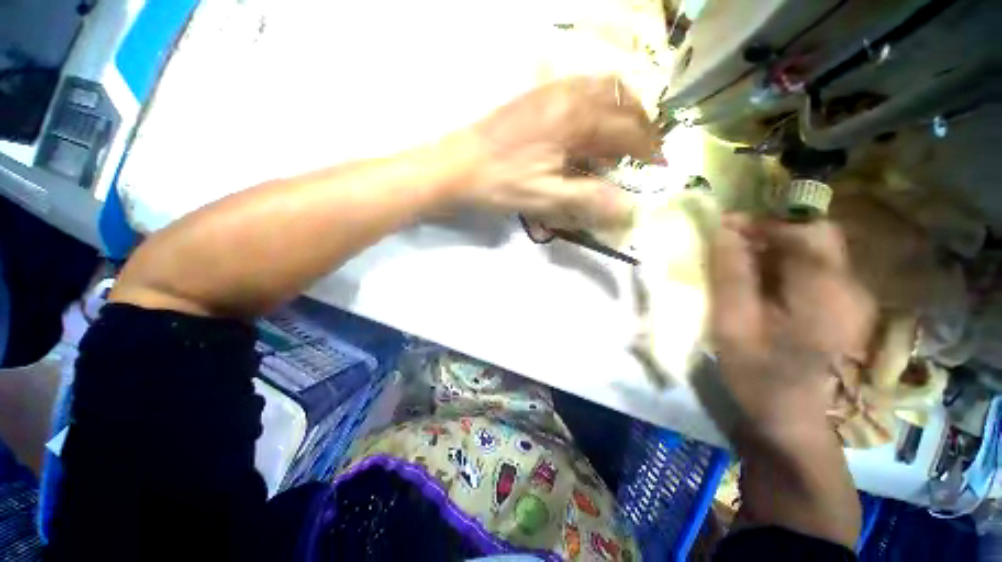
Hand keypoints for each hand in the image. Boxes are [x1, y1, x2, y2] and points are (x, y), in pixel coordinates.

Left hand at [447, 76, 659, 228]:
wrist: (455, 166)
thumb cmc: (499, 183)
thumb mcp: (545, 197)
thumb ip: (588, 199)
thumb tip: (628, 209)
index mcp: (574, 119)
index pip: (627, 129)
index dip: (648, 149)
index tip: (660, 166)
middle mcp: (568, 95)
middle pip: (621, 100)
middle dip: (640, 126)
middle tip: (644, 151)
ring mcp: (549, 92)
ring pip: (601, 89)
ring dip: (620, 111)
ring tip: (622, 138)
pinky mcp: (535, 97)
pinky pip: (579, 89)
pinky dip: (597, 104)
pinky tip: (591, 125)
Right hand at [707, 216, 875, 444]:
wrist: (795, 424)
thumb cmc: (760, 376)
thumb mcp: (734, 325)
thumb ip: (731, 275)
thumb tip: (724, 232)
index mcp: (825, 290)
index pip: (803, 232)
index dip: (761, 223)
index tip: (722, 228)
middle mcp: (850, 287)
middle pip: (816, 237)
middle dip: (770, 233)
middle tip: (731, 246)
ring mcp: (852, 300)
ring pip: (816, 253)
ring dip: (776, 249)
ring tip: (740, 265)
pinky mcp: (845, 310)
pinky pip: (816, 272)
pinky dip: (785, 267)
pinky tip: (762, 286)